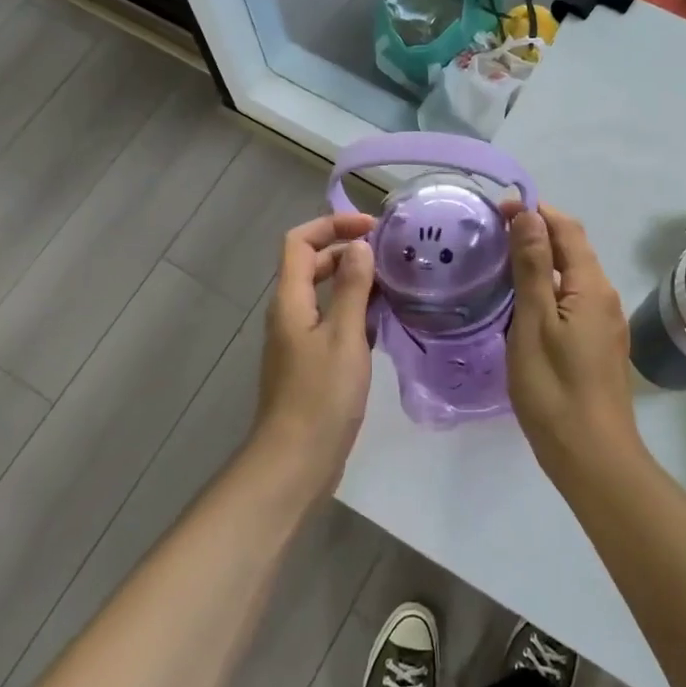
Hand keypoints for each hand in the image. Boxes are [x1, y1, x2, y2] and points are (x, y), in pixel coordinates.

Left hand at [254, 212, 376, 494]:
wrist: (296, 461)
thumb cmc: (320, 396)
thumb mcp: (343, 337)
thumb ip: (352, 289)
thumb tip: (359, 246)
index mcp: (290, 300)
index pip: (300, 242)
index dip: (332, 225)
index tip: (371, 228)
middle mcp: (290, 314)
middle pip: (312, 265)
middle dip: (347, 252)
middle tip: (389, 256)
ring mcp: (299, 340)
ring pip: (325, 296)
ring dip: (355, 284)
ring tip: (395, 285)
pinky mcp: (312, 364)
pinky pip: (333, 323)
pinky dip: (356, 314)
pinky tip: (385, 324)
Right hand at [503, 203, 641, 483]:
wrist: (591, 455)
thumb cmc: (555, 387)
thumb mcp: (534, 322)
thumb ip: (533, 266)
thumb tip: (528, 215)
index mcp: (592, 286)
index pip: (567, 229)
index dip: (536, 211)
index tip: (498, 208)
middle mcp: (604, 297)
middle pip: (573, 250)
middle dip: (537, 232)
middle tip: (493, 232)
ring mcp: (604, 323)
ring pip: (572, 277)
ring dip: (542, 261)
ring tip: (501, 262)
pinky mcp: (597, 345)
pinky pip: (572, 301)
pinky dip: (547, 288)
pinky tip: (522, 302)